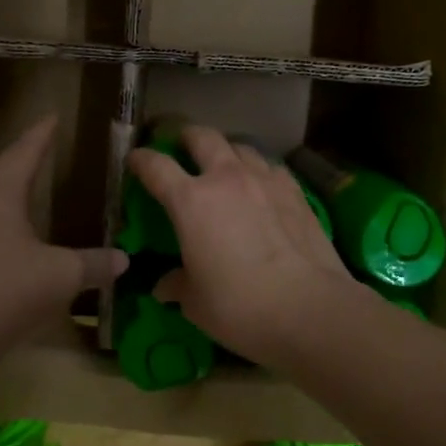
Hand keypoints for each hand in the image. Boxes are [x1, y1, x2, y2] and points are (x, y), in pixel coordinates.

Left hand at [0, 116, 125, 356]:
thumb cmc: (5, 293)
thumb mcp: (61, 276)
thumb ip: (94, 264)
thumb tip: (123, 260)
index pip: (25, 151)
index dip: (41, 134)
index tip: (52, 116)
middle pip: (0, 171)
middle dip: (23, 160)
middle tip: (43, 151)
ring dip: (5, 191)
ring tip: (24, 189)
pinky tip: (4, 237)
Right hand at [128, 125, 370, 365]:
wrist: (310, 309)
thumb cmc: (239, 306)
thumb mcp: (195, 302)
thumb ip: (177, 285)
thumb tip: (164, 286)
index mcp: (191, 201)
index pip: (156, 166)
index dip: (141, 160)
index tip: (135, 160)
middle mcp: (226, 179)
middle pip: (202, 137)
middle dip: (187, 136)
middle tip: (181, 146)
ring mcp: (265, 180)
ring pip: (240, 146)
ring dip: (226, 151)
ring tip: (224, 166)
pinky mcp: (296, 191)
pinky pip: (270, 167)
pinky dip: (259, 171)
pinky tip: (262, 188)